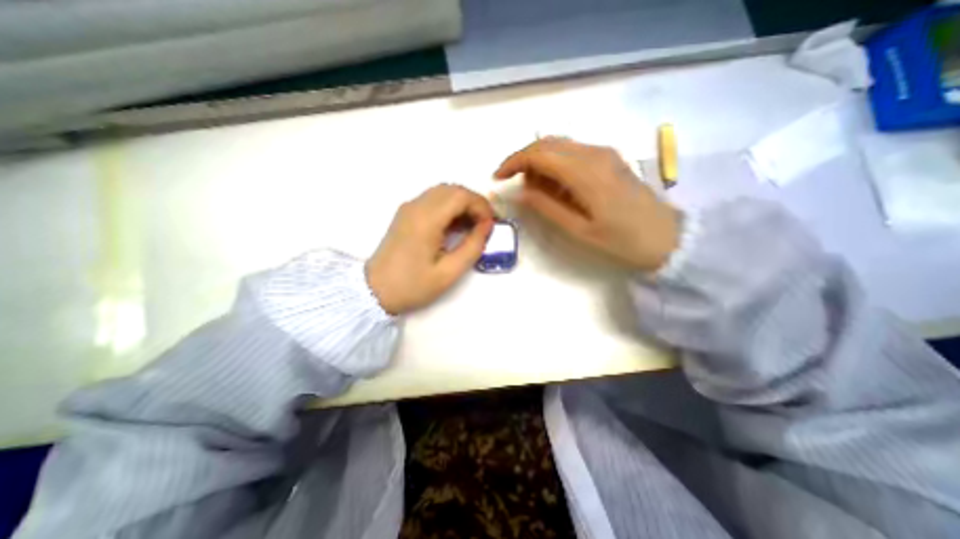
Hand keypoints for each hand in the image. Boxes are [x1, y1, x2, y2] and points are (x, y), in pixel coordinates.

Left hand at [365, 183, 490, 312]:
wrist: (374, 291)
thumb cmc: (413, 285)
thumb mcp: (449, 272)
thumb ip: (472, 246)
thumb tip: (487, 226)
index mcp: (426, 219)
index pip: (461, 195)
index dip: (481, 206)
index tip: (490, 225)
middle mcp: (416, 206)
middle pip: (453, 189)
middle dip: (474, 203)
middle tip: (484, 225)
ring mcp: (409, 208)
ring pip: (443, 192)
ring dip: (462, 204)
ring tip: (472, 226)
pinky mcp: (405, 214)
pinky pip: (433, 200)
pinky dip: (449, 207)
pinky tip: (454, 226)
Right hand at [500, 140, 677, 273]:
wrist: (668, 236)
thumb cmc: (622, 239)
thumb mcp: (579, 229)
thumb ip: (547, 207)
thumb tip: (520, 192)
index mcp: (585, 172)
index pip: (539, 153)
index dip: (513, 162)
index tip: (498, 178)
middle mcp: (594, 153)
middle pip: (547, 143)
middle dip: (524, 161)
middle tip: (515, 186)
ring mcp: (604, 153)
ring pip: (560, 146)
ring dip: (540, 163)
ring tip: (536, 191)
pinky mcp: (609, 158)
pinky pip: (573, 153)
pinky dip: (556, 165)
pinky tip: (556, 187)